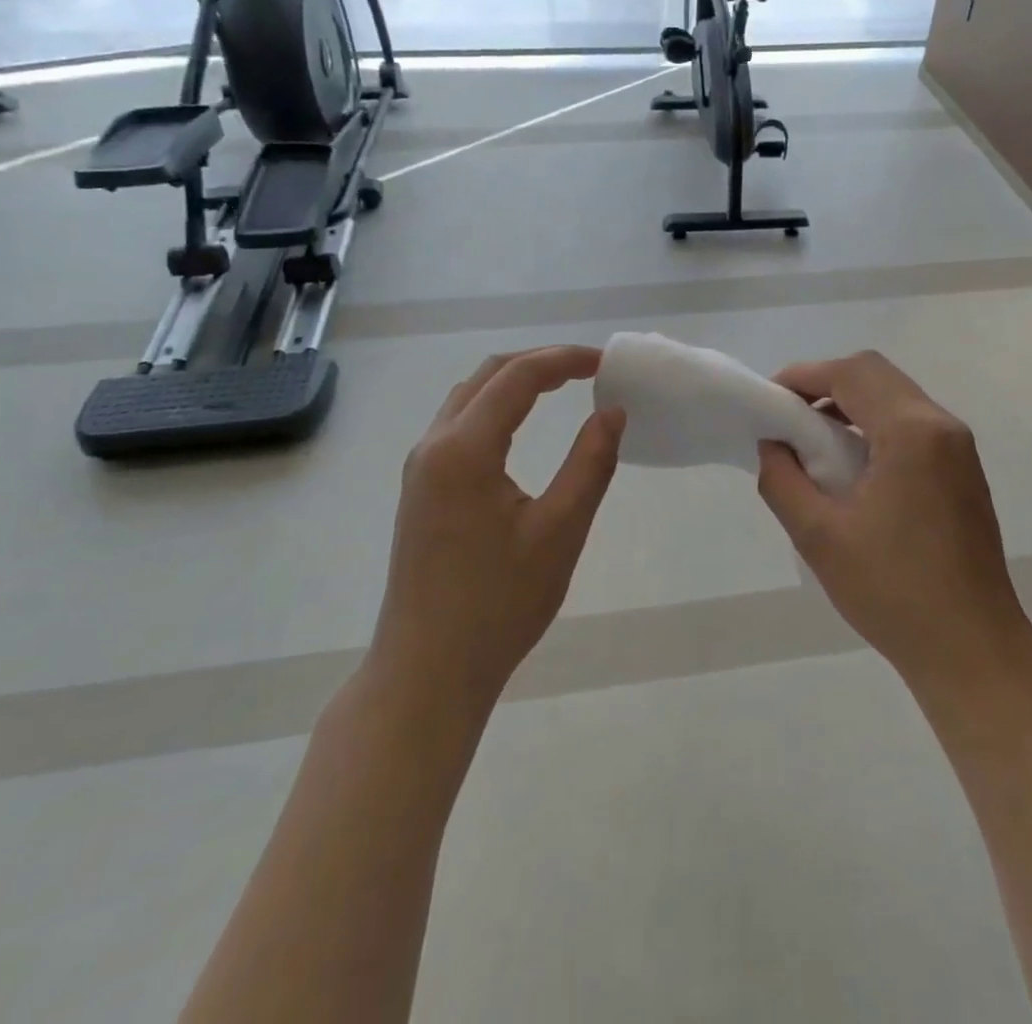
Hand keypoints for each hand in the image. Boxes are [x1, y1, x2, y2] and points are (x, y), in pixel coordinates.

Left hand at [371, 346, 624, 712]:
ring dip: (515, 382)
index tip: (605, 363)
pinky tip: (521, 426)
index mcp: (464, 450)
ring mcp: (420, 468)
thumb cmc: (498, 605)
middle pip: (488, 376)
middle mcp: (433, 446)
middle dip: (539, 362)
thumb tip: (612, 413)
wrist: (427, 672)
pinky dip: (496, 407)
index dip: (564, 360)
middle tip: (587, 370)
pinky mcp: (419, 489)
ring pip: (468, 397)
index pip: (518, 377)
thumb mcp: (560, 532)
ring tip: (561, 387)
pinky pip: (458, 424)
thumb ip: (591, 463)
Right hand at [757, 350, 1031, 694]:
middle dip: (827, 384)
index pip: (852, 374)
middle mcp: (942, 426)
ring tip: (814, 442)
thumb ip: (783, 479)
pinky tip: (853, 465)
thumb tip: (773, 445)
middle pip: (877, 375)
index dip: (805, 376)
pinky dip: (876, 424)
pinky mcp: (963, 471)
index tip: (770, 401)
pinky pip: (913, 424)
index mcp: (912, 432)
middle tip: (789, 418)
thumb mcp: (818, 536)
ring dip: (852, 403)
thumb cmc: (893, 592)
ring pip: (897, 396)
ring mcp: (959, 448)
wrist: (972, 649)